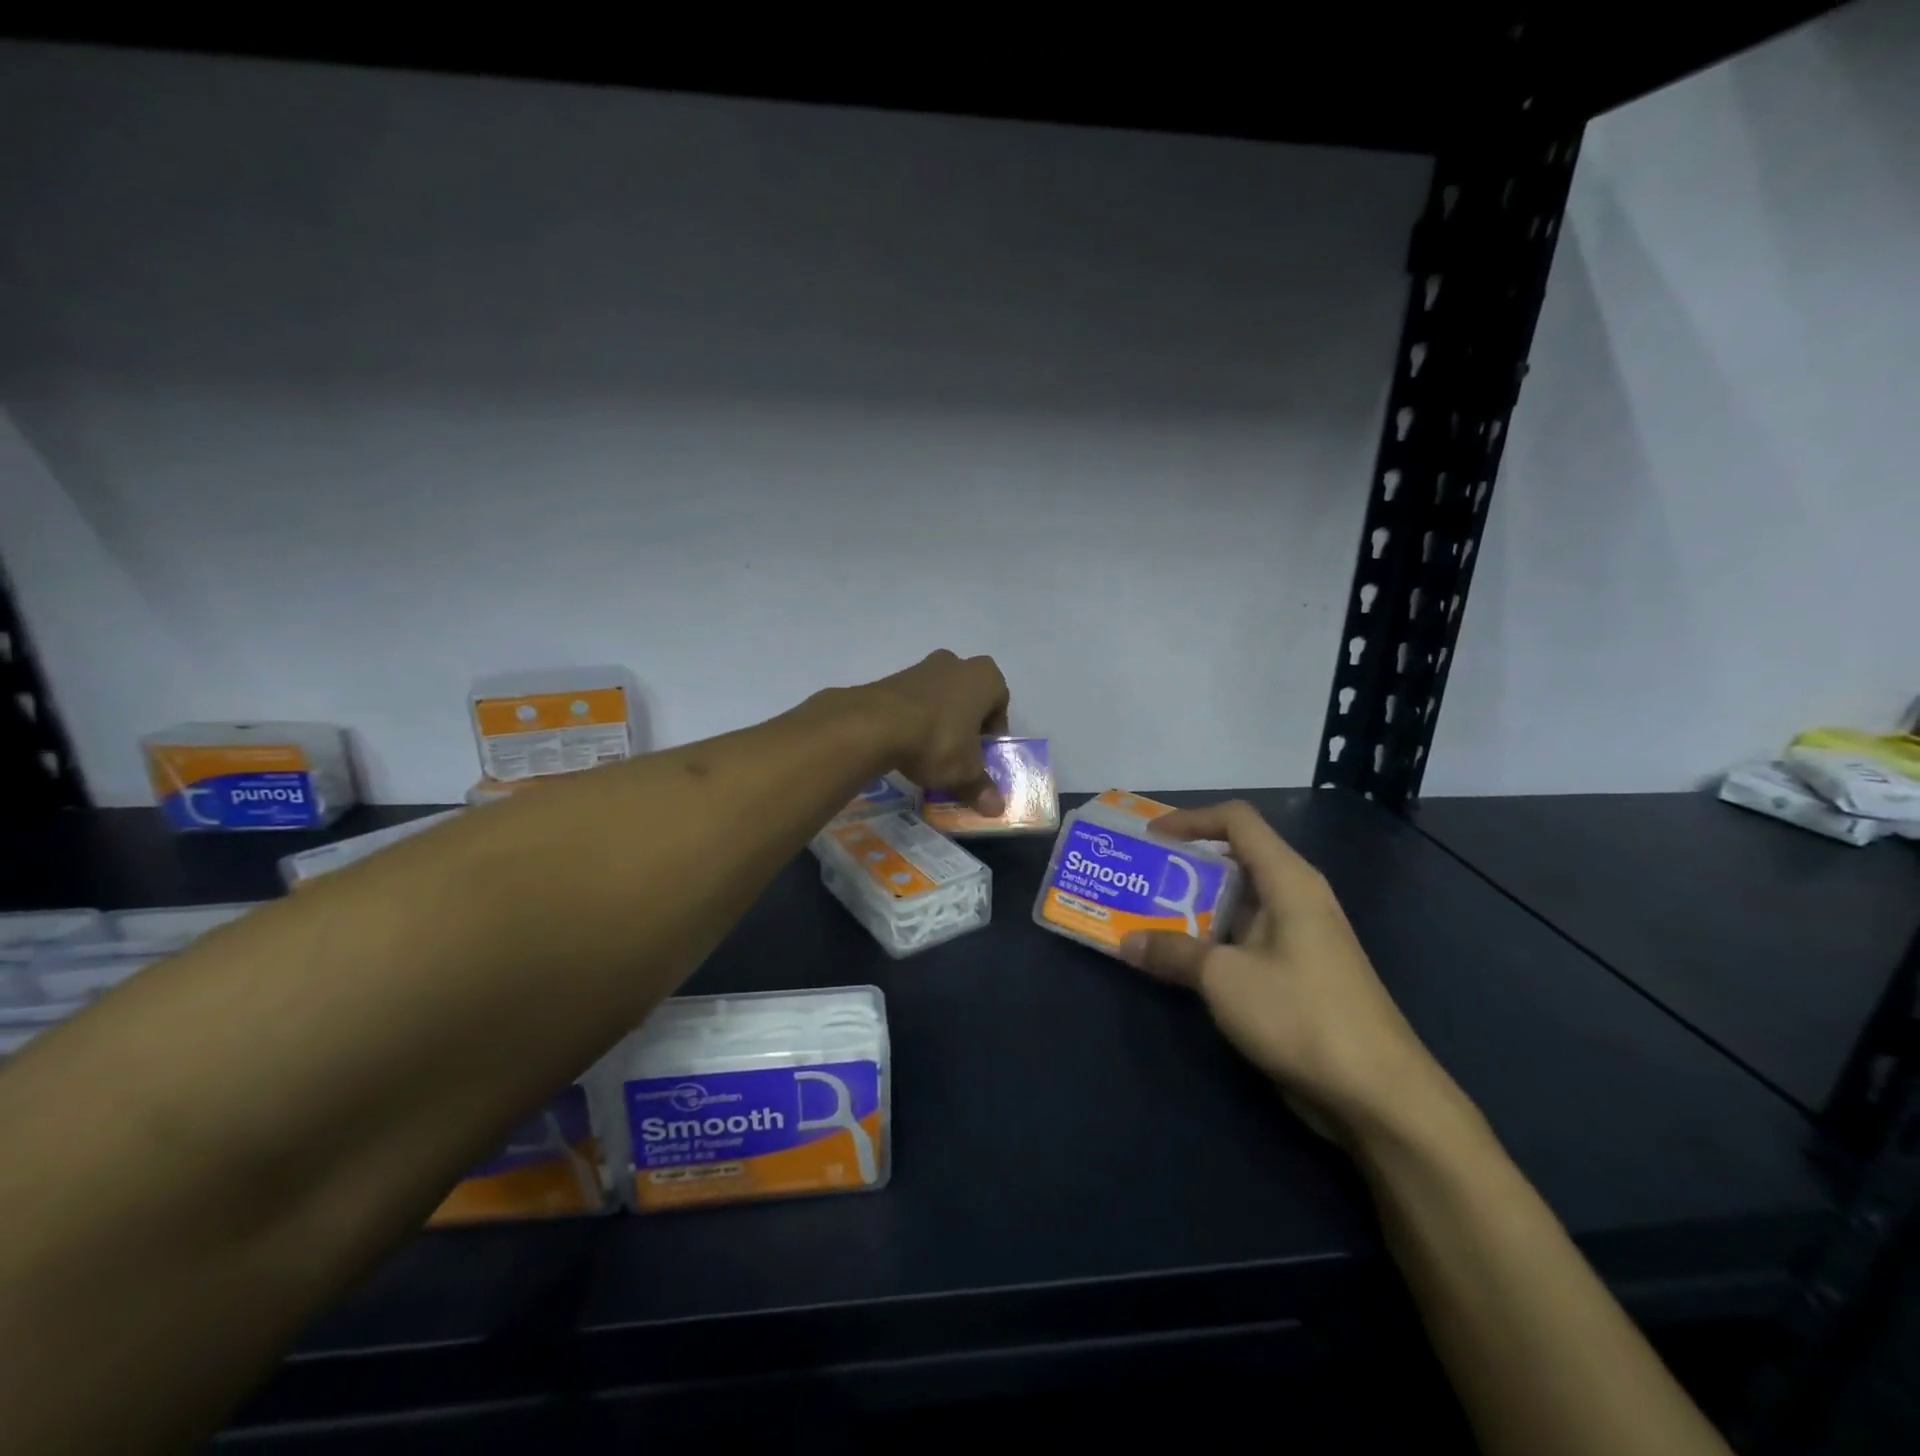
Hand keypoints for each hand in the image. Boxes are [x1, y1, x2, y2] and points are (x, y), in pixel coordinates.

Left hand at [860, 651, 1011, 815]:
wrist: (876, 724)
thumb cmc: (938, 740)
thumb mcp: (964, 771)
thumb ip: (982, 787)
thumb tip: (996, 809)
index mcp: (985, 677)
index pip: (1000, 704)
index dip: (993, 733)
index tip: (982, 755)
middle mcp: (957, 663)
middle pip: (969, 698)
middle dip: (966, 724)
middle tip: (959, 752)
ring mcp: (922, 666)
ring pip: (940, 697)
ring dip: (939, 720)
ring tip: (929, 751)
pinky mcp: (893, 677)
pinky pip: (914, 700)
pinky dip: (914, 718)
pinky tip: (906, 744)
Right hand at [1120, 801, 1453, 1143]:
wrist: (1379, 1095)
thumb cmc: (1302, 1015)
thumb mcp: (1224, 979)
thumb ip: (1172, 952)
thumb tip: (1127, 942)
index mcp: (1288, 880)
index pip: (1237, 821)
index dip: (1191, 819)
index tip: (1149, 838)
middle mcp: (1295, 898)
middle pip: (1234, 859)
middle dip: (1183, 866)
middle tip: (1138, 879)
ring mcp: (1298, 937)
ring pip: (1236, 903)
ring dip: (1191, 907)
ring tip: (1144, 917)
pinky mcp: (1296, 973)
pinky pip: (1243, 939)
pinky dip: (1208, 940)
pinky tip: (1178, 961)